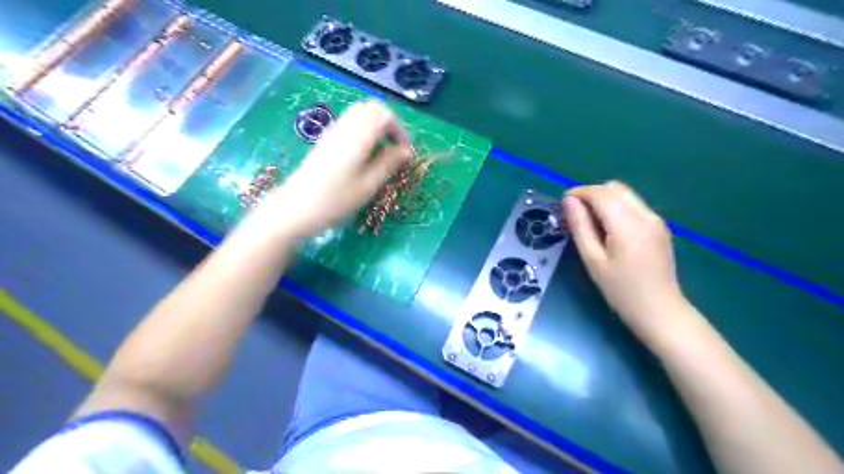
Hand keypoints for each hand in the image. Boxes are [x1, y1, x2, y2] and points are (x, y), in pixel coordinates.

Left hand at [259, 100, 414, 238]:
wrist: (295, 208)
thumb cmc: (335, 200)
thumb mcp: (368, 185)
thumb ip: (389, 164)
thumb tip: (406, 151)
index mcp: (358, 136)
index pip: (385, 115)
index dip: (400, 130)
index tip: (405, 153)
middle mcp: (345, 127)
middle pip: (372, 108)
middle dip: (389, 124)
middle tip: (396, 148)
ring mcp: (333, 131)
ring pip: (360, 113)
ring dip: (376, 126)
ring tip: (382, 151)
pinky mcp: (326, 139)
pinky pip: (350, 123)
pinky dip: (364, 130)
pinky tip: (365, 153)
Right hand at [563, 183, 688, 341]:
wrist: (660, 311)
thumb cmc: (620, 290)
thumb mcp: (593, 260)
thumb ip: (580, 227)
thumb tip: (569, 201)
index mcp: (627, 224)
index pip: (600, 194)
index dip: (579, 193)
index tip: (562, 202)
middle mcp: (645, 215)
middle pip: (614, 189)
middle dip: (591, 194)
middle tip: (574, 212)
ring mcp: (655, 220)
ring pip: (626, 194)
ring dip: (604, 199)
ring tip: (589, 220)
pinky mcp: (660, 227)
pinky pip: (634, 205)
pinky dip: (617, 207)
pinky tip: (608, 227)